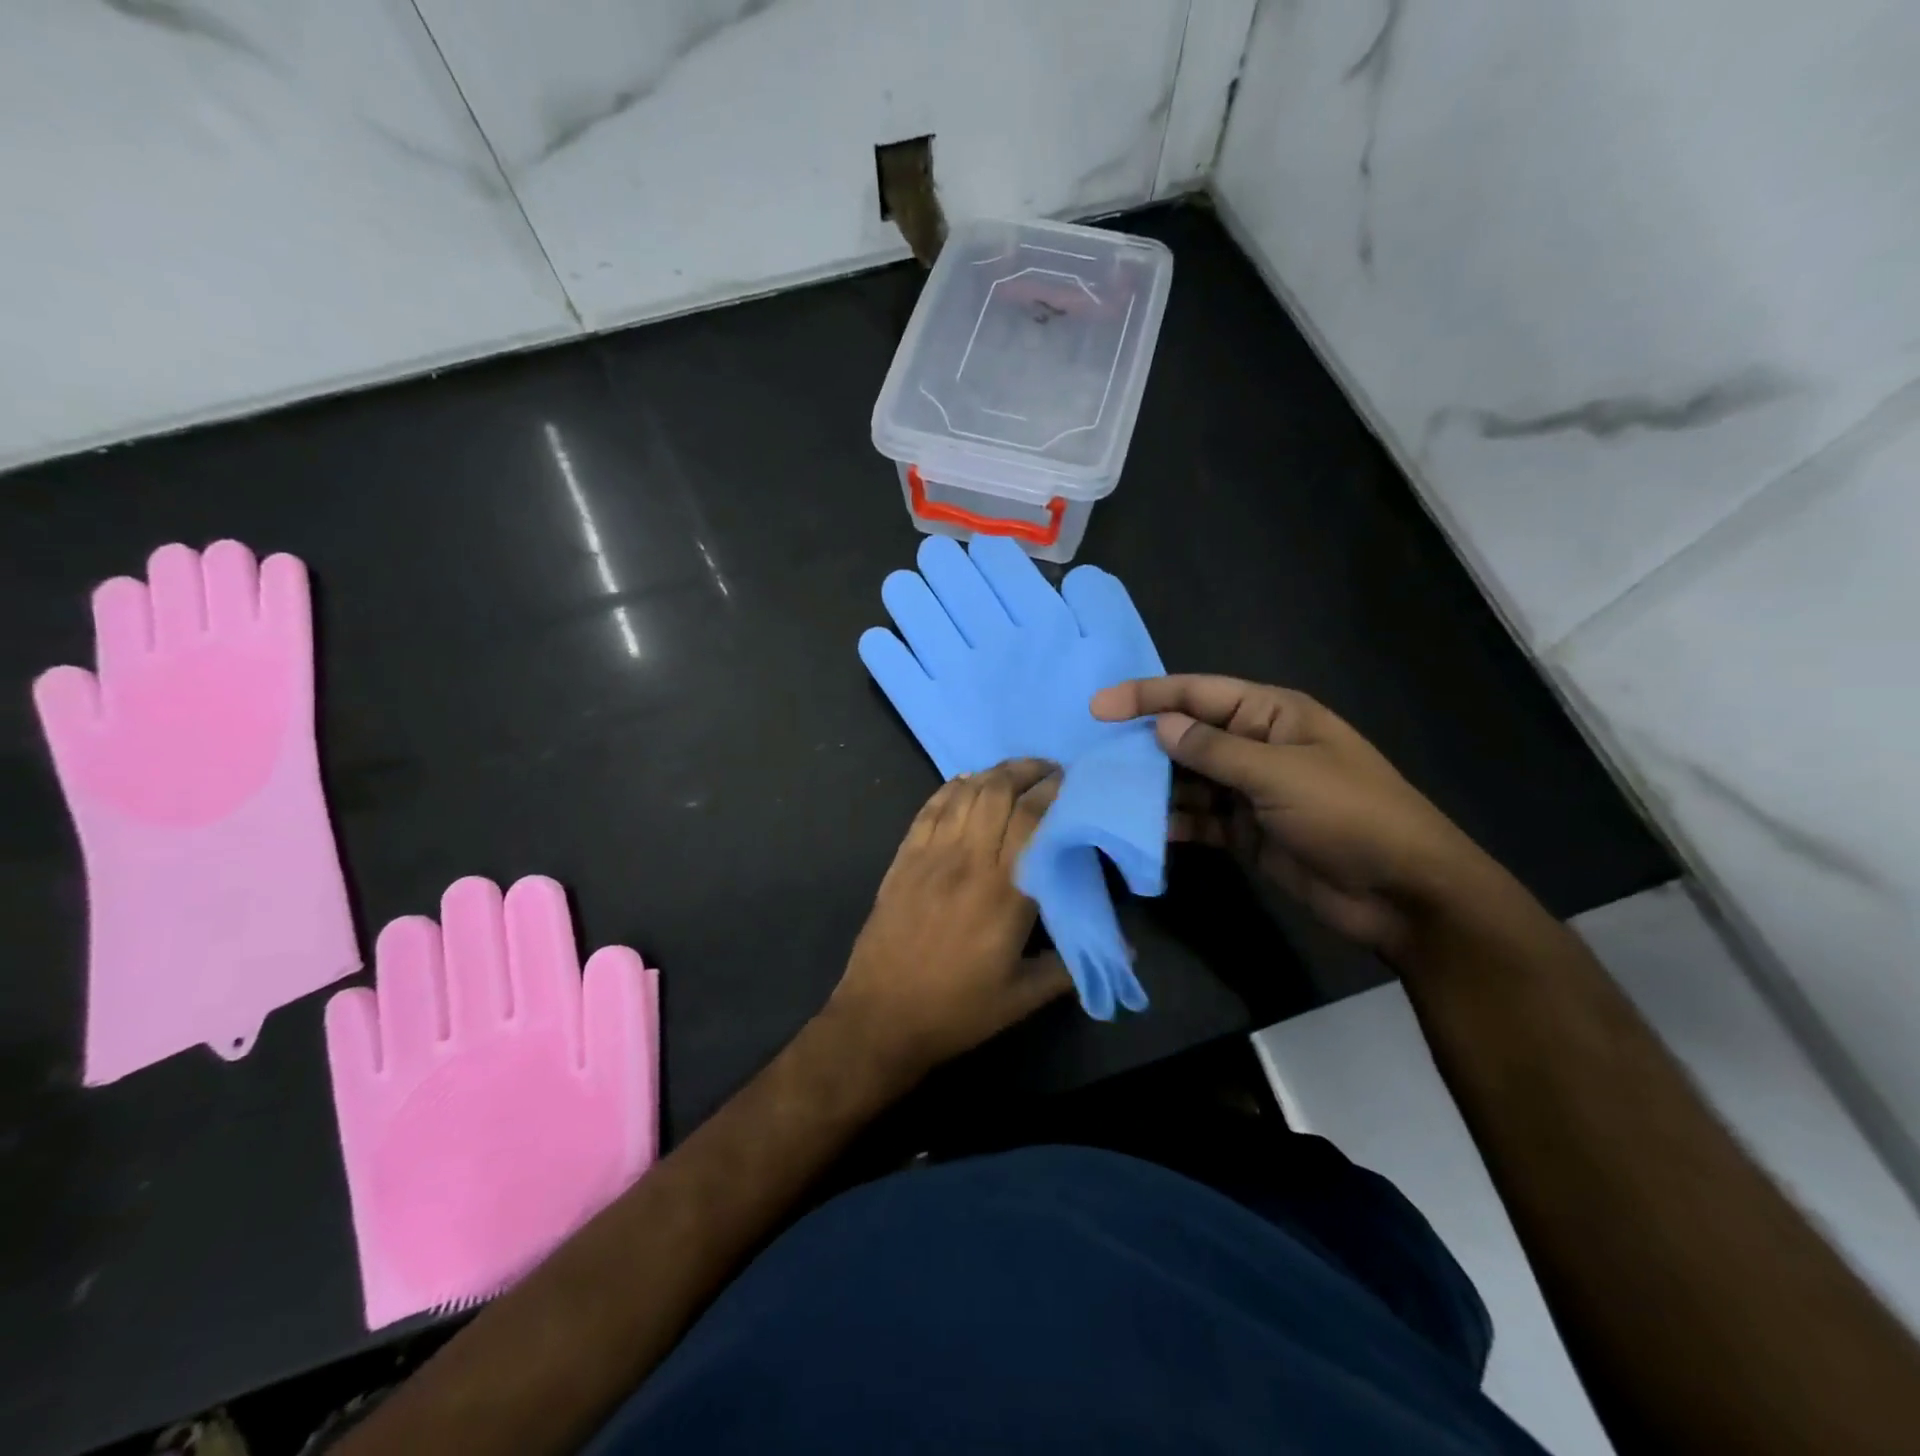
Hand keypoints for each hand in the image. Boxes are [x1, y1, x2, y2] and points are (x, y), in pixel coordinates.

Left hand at [830, 759, 1072, 1076]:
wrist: (881, 1017)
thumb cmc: (957, 1010)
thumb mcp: (1023, 998)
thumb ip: (1072, 966)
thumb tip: (1125, 950)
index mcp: (1004, 891)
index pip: (1032, 819)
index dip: (1053, 791)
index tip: (1071, 781)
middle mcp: (967, 861)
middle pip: (997, 792)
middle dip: (1026, 771)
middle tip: (1048, 771)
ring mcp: (930, 856)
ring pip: (964, 794)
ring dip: (992, 774)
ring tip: (1014, 772)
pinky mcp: (902, 860)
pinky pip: (929, 809)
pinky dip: (950, 789)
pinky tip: (965, 783)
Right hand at [1092, 676, 1489, 955]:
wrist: (1403, 893)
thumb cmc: (1349, 815)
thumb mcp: (1280, 774)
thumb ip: (1215, 750)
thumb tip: (1161, 726)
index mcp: (1272, 715)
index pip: (1198, 694)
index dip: (1147, 696)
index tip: (1098, 707)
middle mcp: (1257, 747)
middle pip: (1188, 736)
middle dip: (1144, 744)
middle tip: (1094, 757)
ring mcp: (1250, 792)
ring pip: (1188, 780)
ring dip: (1153, 787)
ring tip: (1108, 794)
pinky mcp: (1246, 833)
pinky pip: (1199, 820)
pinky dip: (1173, 823)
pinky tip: (1143, 831)